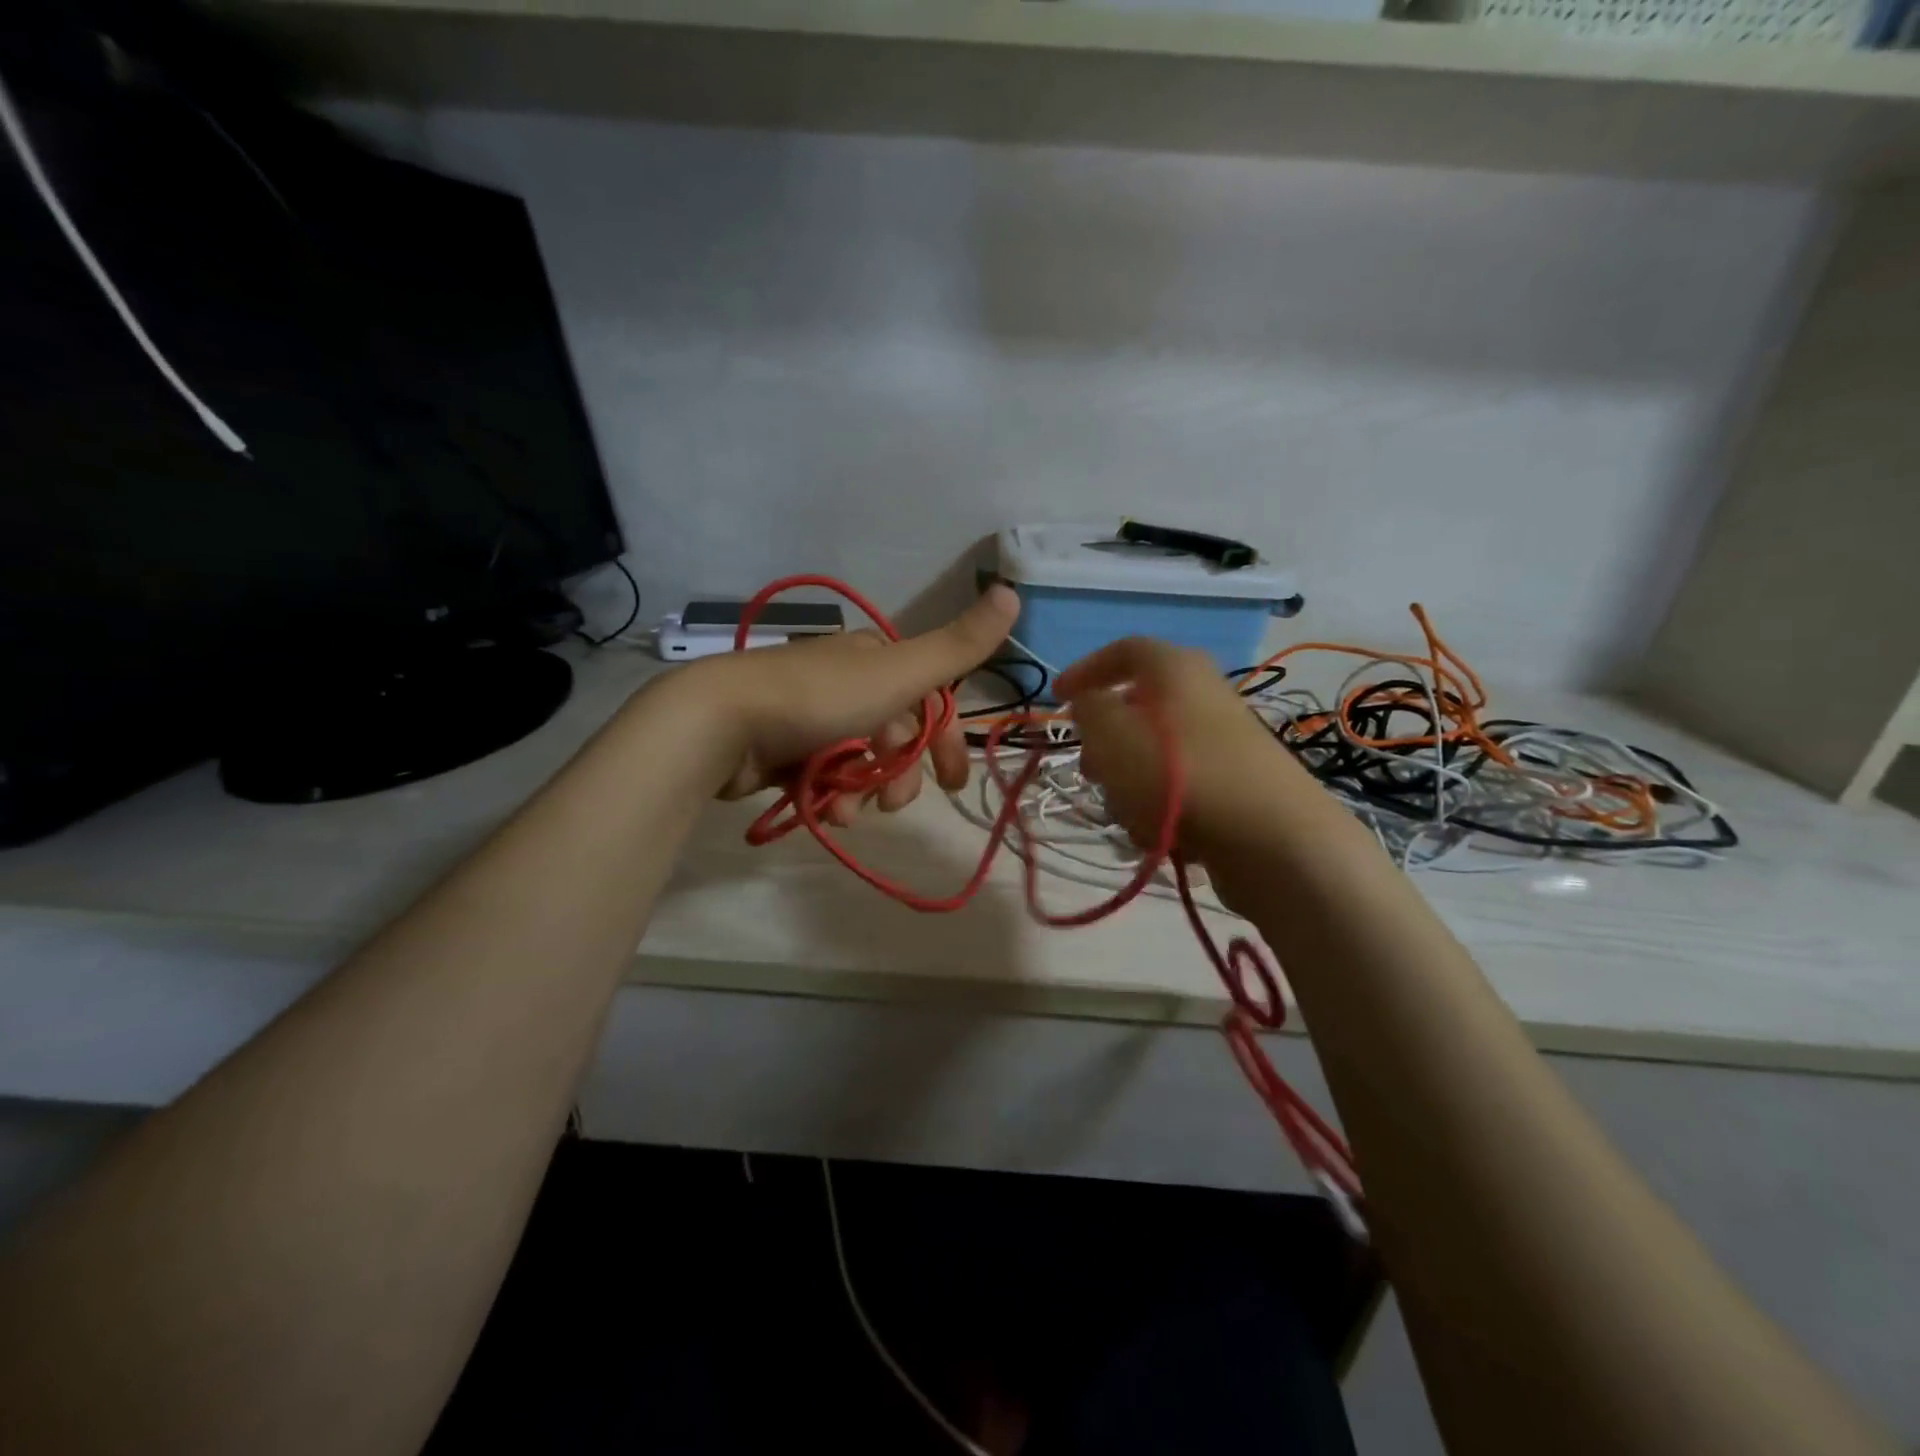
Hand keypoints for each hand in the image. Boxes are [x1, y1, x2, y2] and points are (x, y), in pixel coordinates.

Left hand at [670, 585, 1020, 823]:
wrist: (721, 723)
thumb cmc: (820, 698)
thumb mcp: (900, 673)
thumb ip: (958, 646)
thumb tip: (1014, 593)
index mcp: (875, 658)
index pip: (928, 699)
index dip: (946, 740)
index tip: (955, 782)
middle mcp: (845, 680)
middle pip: (894, 734)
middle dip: (900, 774)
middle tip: (894, 805)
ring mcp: (809, 714)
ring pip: (858, 760)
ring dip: (863, 791)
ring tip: (848, 813)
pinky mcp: (780, 747)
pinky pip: (822, 774)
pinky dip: (831, 795)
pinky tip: (825, 812)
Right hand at [1056, 637, 1308, 858]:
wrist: (1275, 840)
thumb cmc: (1180, 776)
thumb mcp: (1112, 735)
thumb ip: (1088, 710)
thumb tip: (1090, 703)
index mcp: (1175, 668)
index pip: (1123, 650)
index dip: (1084, 670)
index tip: (1057, 700)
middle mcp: (1204, 694)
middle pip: (1138, 707)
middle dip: (1106, 742)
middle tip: (1089, 770)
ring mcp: (1225, 740)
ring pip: (1156, 753)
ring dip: (1130, 782)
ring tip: (1126, 814)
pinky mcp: (1238, 783)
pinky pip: (1182, 785)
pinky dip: (1162, 806)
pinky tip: (1160, 836)